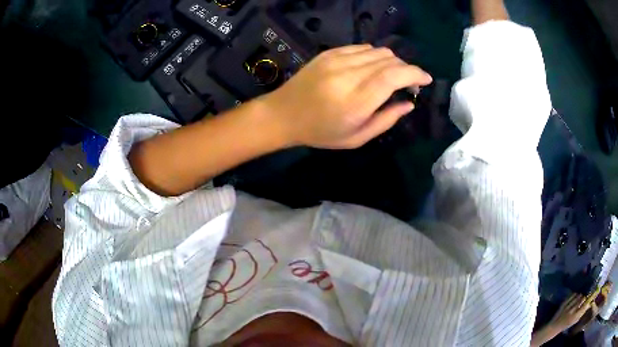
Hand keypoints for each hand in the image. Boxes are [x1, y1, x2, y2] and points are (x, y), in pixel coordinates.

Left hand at [260, 44, 432, 148]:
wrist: (283, 114)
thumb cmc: (320, 132)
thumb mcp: (356, 138)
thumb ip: (386, 119)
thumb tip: (409, 103)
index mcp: (356, 101)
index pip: (394, 76)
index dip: (415, 74)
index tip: (426, 79)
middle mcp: (348, 75)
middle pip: (389, 60)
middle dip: (406, 69)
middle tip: (409, 83)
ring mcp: (337, 60)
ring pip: (378, 51)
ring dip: (392, 62)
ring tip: (391, 76)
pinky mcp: (329, 53)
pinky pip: (362, 48)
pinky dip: (374, 56)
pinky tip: (372, 68)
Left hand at [549, 293, 590, 331]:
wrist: (554, 327)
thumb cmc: (565, 325)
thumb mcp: (573, 322)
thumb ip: (581, 314)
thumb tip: (589, 304)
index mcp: (573, 317)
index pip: (583, 306)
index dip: (587, 300)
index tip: (589, 297)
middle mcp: (571, 312)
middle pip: (581, 299)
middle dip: (584, 297)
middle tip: (584, 296)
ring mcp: (567, 307)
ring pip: (578, 296)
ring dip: (580, 295)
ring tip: (580, 296)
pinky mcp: (564, 303)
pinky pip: (572, 295)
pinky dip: (575, 294)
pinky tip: (575, 296)